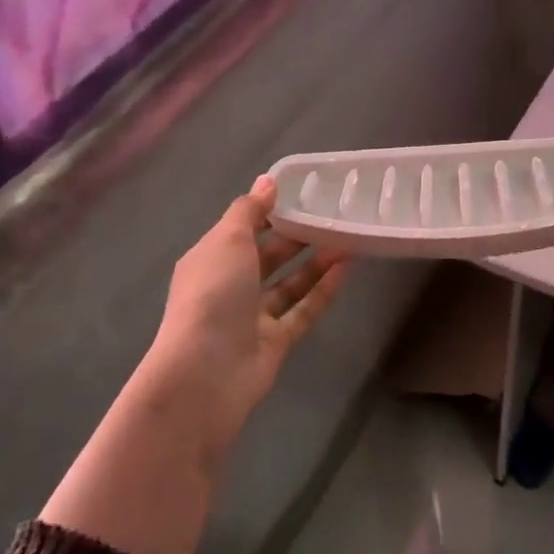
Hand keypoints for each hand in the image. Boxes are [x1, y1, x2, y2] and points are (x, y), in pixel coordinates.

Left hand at [133, 175, 350, 458]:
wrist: (205, 373)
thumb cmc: (213, 295)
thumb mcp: (227, 241)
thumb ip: (249, 210)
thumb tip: (268, 180)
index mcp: (210, 259)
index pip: (242, 229)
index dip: (270, 210)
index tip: (304, 192)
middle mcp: (229, 287)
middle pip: (268, 256)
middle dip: (297, 236)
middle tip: (334, 215)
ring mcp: (253, 317)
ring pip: (290, 284)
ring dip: (316, 262)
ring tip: (348, 238)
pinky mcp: (276, 341)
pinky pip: (303, 309)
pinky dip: (324, 290)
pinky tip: (347, 268)